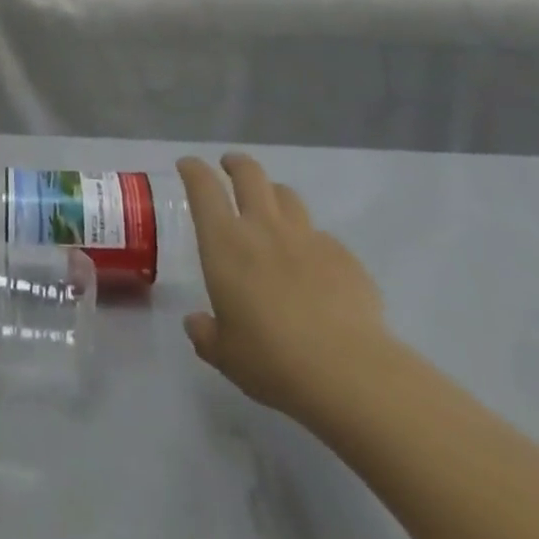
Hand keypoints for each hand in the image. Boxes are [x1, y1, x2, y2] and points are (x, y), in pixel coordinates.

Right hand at [178, 154, 392, 421]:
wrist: (349, 374)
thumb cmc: (272, 360)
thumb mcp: (226, 355)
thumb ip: (206, 333)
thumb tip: (196, 323)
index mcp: (225, 242)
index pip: (203, 187)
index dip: (193, 170)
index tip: (188, 165)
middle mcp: (264, 227)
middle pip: (249, 173)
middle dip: (236, 164)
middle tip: (230, 166)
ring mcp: (307, 237)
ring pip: (287, 196)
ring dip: (274, 194)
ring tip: (272, 207)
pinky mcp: (343, 256)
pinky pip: (321, 236)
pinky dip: (311, 241)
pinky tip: (315, 266)